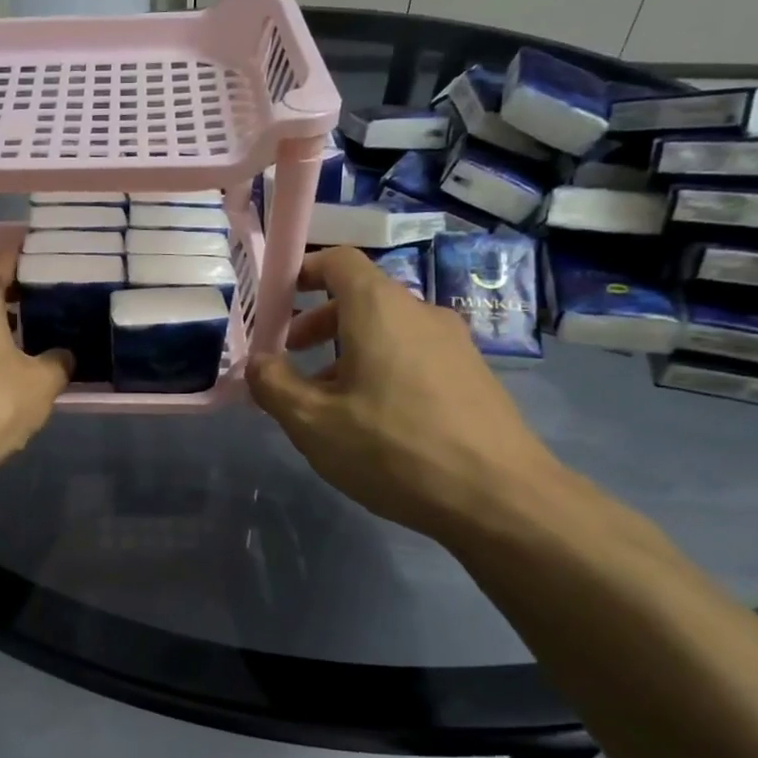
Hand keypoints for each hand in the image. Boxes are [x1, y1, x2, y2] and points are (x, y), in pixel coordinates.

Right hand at [247, 247, 567, 543]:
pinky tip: (372, 421)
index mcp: (379, 309)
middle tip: (290, 359)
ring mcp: (453, 343)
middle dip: (317, 323)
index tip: (275, 304)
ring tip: (326, 402)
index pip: (339, 260)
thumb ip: (274, 385)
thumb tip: (258, 362)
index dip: (302, 272)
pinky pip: (412, 355)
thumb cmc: (393, 449)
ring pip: (386, 330)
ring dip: (347, 352)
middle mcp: (420, 313)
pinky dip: (380, 369)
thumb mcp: (313, 423)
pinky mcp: (472, 375)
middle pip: (360, 297)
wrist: (500, 497)